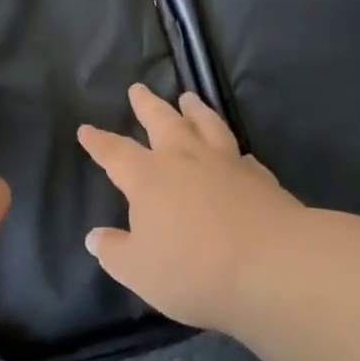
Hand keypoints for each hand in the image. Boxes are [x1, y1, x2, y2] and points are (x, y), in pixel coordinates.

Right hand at [78, 84, 303, 331]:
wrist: (273, 267)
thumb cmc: (194, 270)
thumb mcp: (139, 271)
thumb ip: (115, 252)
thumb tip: (94, 236)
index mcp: (148, 178)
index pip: (115, 153)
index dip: (99, 142)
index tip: (86, 129)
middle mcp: (184, 160)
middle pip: (162, 121)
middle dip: (147, 105)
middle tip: (138, 88)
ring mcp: (225, 164)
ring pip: (206, 125)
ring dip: (195, 110)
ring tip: (188, 97)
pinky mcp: (260, 178)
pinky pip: (243, 157)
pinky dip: (235, 151)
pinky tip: (239, 153)